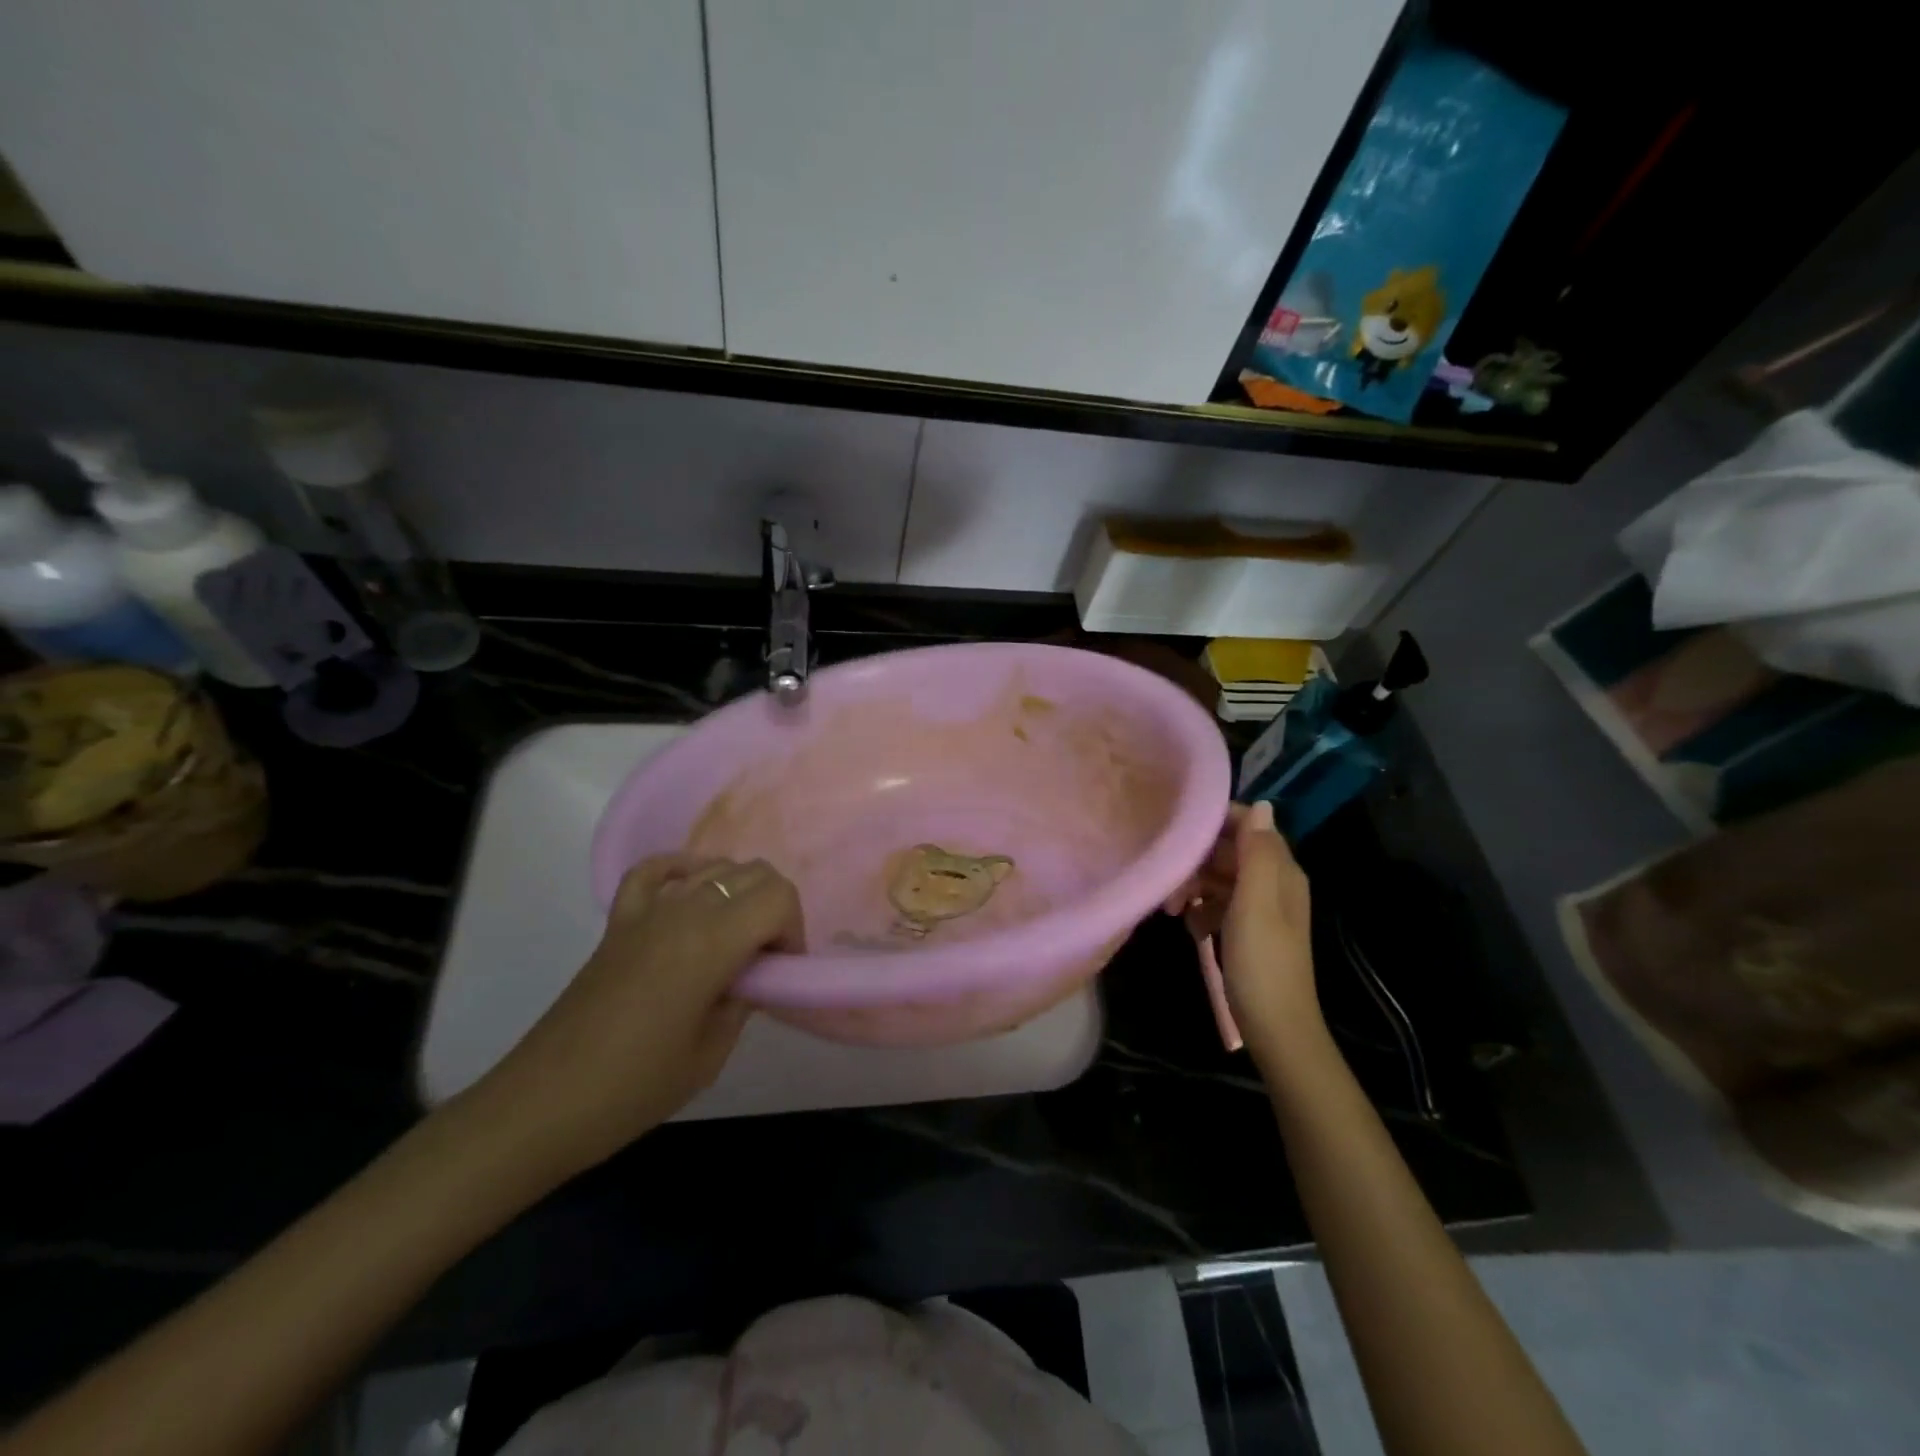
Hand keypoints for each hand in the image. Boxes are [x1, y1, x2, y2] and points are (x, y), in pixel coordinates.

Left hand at [467, 854, 804, 1180]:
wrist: (544, 1104)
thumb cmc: (634, 1087)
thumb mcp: (711, 1053)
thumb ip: (744, 999)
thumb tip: (754, 975)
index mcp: (711, 942)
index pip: (778, 896)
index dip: (792, 929)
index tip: (780, 969)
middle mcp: (683, 910)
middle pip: (753, 873)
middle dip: (773, 908)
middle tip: (763, 959)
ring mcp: (646, 910)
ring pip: (714, 866)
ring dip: (737, 894)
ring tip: (731, 941)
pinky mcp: (618, 921)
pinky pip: (656, 870)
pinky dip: (682, 871)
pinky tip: (690, 895)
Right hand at [1164, 801, 1321, 1064]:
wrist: (1275, 1029)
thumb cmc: (1262, 964)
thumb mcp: (1256, 904)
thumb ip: (1257, 854)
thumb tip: (1260, 804)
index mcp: (1281, 871)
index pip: (1247, 825)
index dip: (1212, 823)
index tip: (1175, 833)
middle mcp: (1274, 882)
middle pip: (1227, 850)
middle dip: (1195, 860)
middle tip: (1168, 882)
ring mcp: (1260, 907)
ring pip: (1218, 877)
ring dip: (1193, 887)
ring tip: (1171, 910)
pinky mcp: (1246, 929)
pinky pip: (1217, 903)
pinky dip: (1201, 910)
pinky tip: (1190, 928)